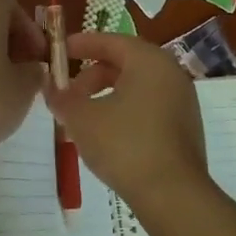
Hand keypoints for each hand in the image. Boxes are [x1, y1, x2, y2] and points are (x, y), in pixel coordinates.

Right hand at [43, 32, 210, 208]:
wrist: (172, 195)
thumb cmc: (125, 145)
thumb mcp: (82, 119)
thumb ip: (62, 98)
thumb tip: (50, 87)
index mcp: (149, 60)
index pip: (110, 41)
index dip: (81, 44)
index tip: (58, 52)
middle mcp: (171, 73)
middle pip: (124, 62)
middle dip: (91, 76)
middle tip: (68, 94)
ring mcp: (182, 101)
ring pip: (137, 86)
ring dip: (107, 95)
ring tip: (83, 118)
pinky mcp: (185, 127)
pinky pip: (149, 106)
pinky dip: (125, 110)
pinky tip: (107, 135)